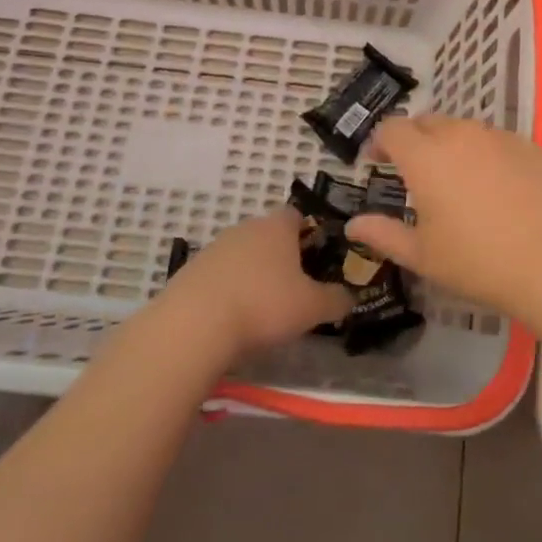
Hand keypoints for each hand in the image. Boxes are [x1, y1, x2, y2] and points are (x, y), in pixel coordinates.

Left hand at [161, 209, 352, 356]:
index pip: (298, 215)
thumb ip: (337, 300)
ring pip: (243, 255)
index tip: (318, 259)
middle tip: (295, 287)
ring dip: (253, 274)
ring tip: (263, 308)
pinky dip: (229, 291)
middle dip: (282, 257)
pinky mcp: (190, 271)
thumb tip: (351, 297)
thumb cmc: (264, 305)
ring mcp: (214, 248)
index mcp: (277, 226)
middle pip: (269, 235)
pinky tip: (232, 318)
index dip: (310, 233)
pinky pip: (219, 276)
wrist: (194, 326)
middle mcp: (245, 227)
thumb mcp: (313, 307)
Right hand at [346, 116, 541, 319]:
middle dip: (415, 140)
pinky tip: (500, 189)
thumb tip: (353, 225)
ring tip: (459, 181)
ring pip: (467, 131)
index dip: (379, 141)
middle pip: (429, 123)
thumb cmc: (477, 262)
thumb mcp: (423, 255)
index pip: (392, 129)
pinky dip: (490, 157)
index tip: (377, 162)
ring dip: (454, 146)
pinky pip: (501, 143)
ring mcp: (502, 138)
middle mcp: (462, 135)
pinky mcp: (534, 148)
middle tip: (415, 172)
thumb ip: (384, 234)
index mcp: (426, 157)